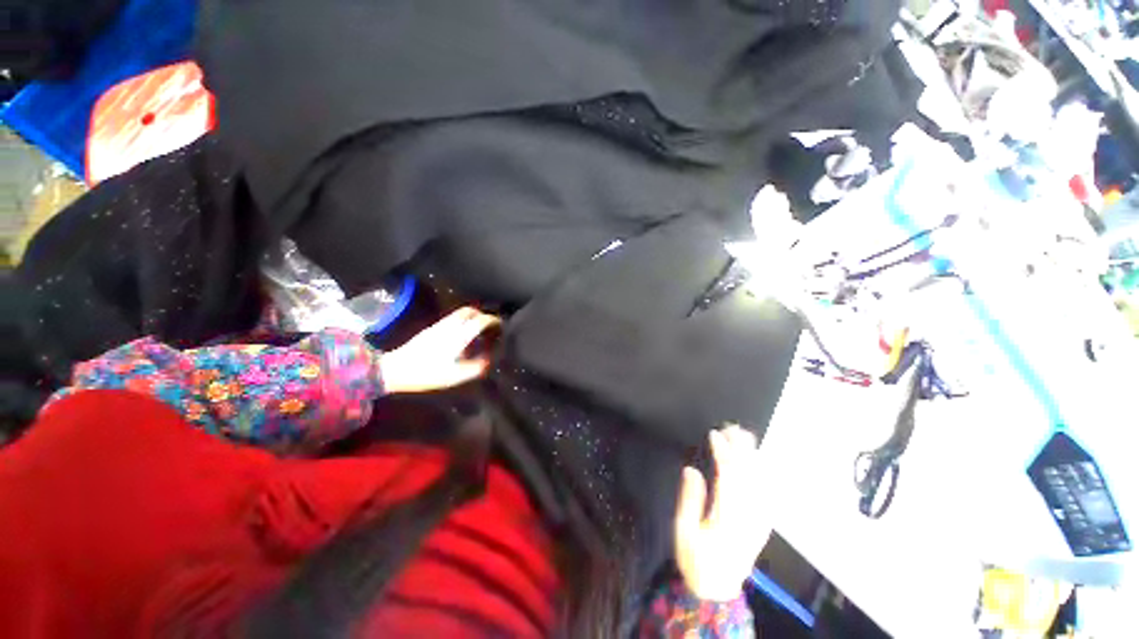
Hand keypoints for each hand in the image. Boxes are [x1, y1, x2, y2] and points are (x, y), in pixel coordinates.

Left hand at [378, 307, 499, 393]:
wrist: (395, 370)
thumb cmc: (427, 373)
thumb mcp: (455, 376)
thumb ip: (476, 368)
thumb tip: (489, 360)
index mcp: (457, 336)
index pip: (479, 320)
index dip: (493, 320)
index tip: (501, 324)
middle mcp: (449, 326)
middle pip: (469, 311)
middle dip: (482, 314)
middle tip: (490, 325)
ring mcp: (438, 326)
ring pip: (459, 313)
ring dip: (472, 317)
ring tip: (478, 330)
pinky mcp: (431, 329)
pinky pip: (452, 319)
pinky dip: (462, 322)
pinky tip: (463, 335)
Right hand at [674, 424, 770, 600]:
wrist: (718, 589)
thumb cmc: (695, 559)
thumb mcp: (683, 531)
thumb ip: (689, 500)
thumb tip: (692, 469)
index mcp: (727, 518)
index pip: (729, 477)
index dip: (723, 453)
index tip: (714, 434)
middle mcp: (748, 516)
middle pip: (748, 476)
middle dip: (741, 448)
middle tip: (732, 427)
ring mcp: (759, 520)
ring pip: (760, 482)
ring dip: (753, 456)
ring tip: (745, 436)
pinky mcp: (762, 523)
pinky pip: (767, 492)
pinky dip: (763, 473)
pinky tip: (759, 460)